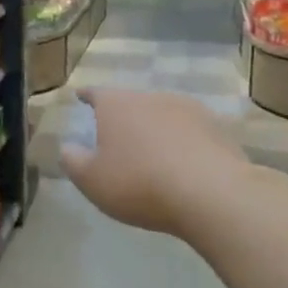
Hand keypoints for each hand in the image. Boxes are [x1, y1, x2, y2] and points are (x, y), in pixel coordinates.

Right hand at [59, 88, 287, 242]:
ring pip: (163, 116)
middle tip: (117, 136)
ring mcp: (189, 110)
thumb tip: (68, 148)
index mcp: (117, 105)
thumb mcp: (92, 180)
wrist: (213, 194)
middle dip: (124, 117)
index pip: (96, 93)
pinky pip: (191, 134)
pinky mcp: (218, 130)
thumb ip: (73, 161)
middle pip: (132, 103)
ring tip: (152, 153)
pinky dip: (183, 144)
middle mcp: (152, 97)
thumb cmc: (140, 183)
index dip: (87, 96)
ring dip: (156, 130)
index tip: (81, 96)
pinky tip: (183, 165)